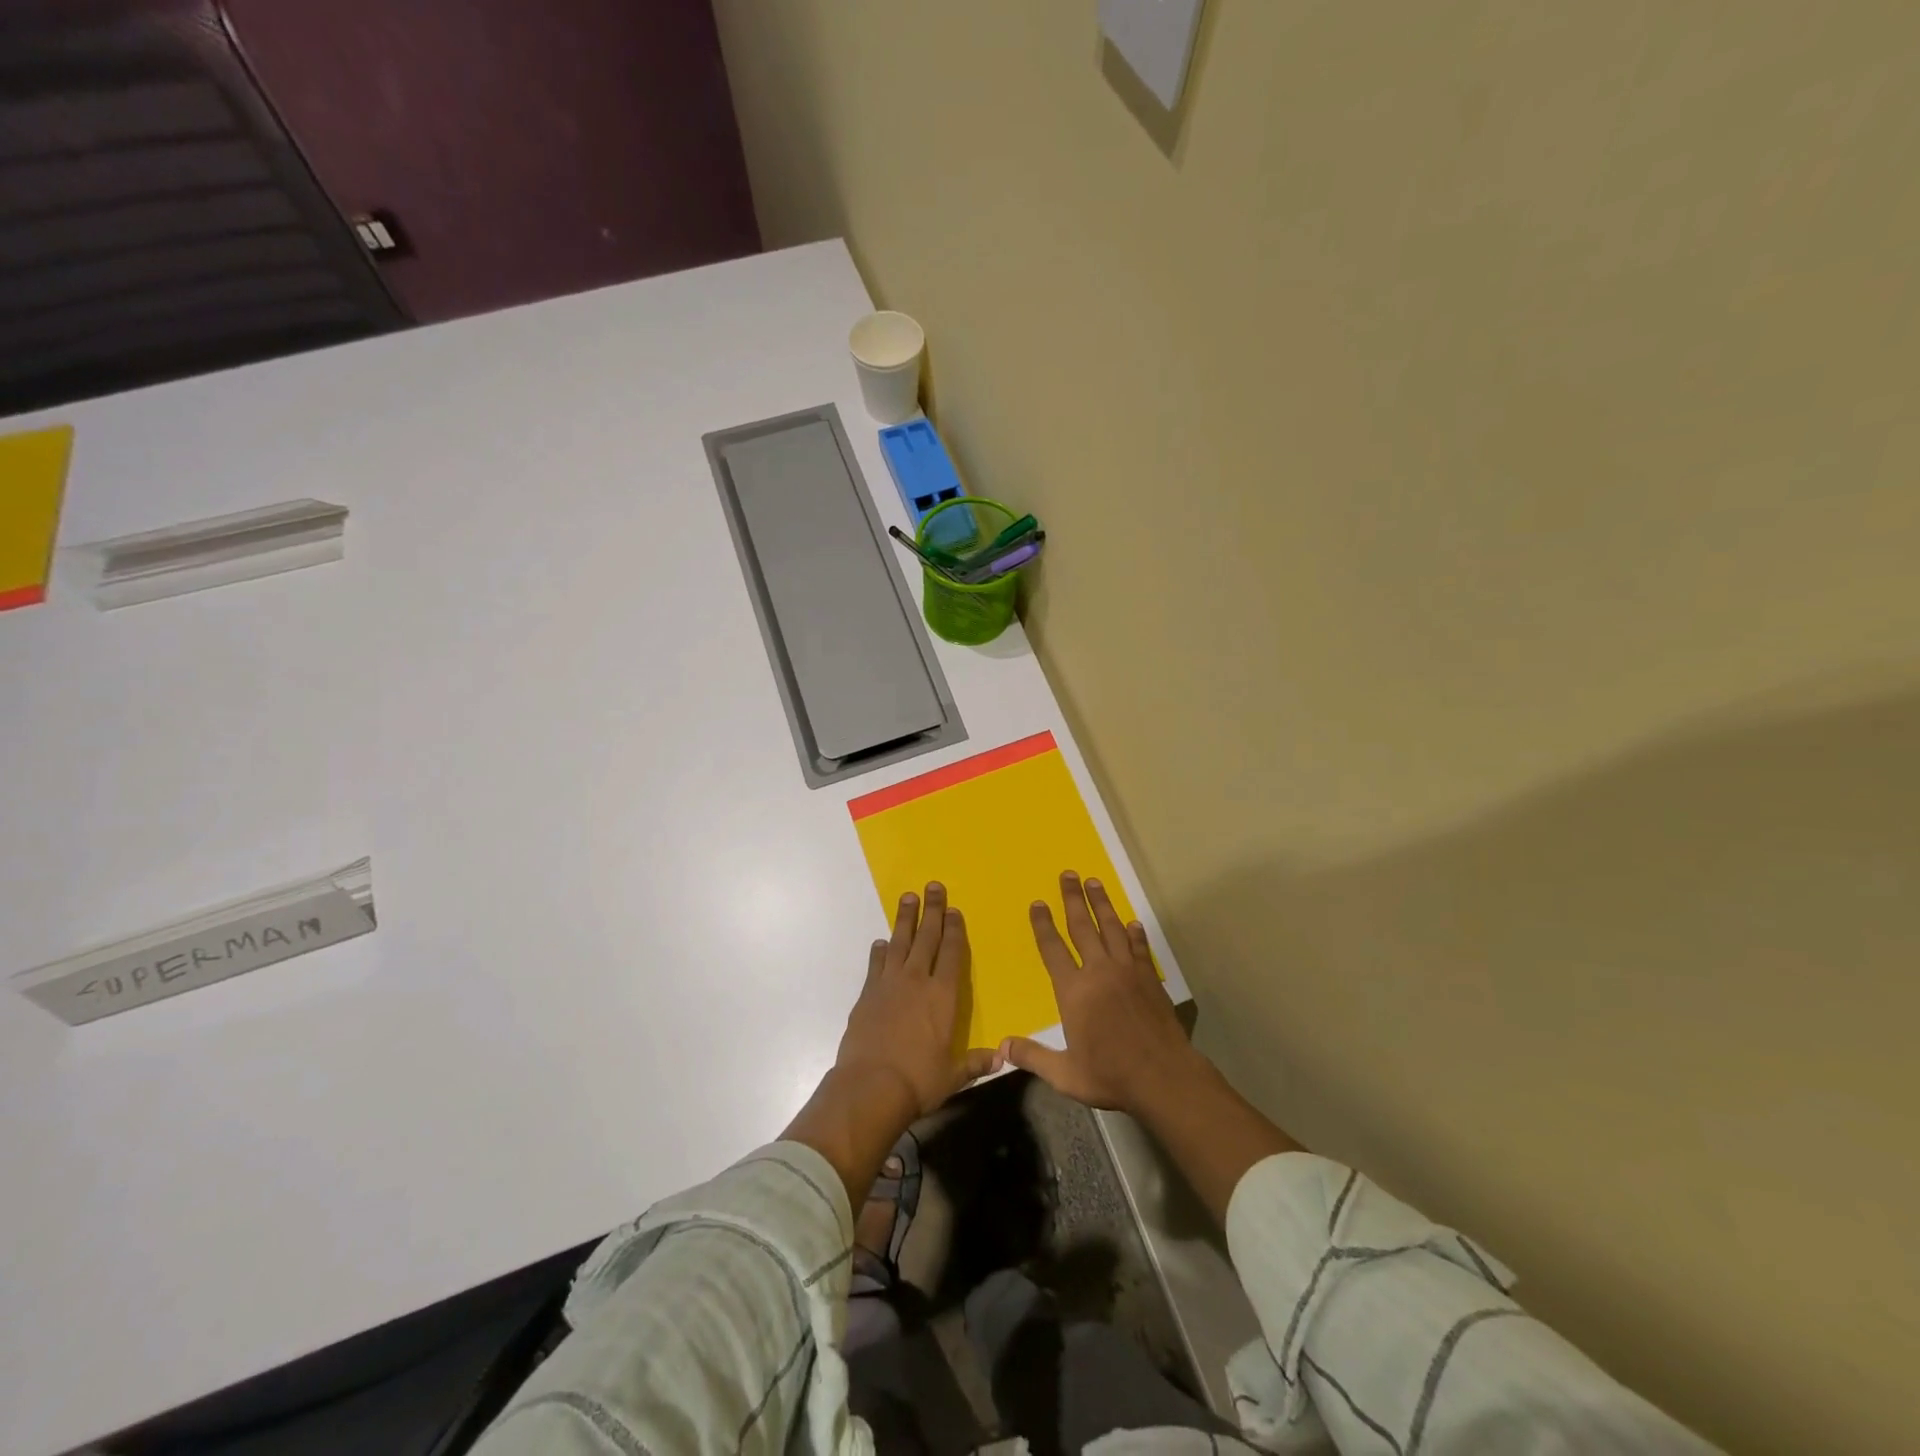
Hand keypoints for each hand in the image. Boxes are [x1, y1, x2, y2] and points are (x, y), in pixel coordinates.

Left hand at [835, 882, 998, 1118]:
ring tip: (908, 897)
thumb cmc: (919, 1080)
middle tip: (933, 886)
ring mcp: (889, 984)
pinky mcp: (867, 994)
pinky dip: (880, 951)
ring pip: (899, 942)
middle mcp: (917, 981)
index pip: (952, 953)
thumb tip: (1002, 1058)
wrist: (871, 1086)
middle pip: (927, 938)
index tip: (954, 911)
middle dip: (932, 911)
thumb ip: (976, 1062)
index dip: (955, 930)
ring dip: (905, 919)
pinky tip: (882, 942)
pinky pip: (876, 964)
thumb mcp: (954, 1075)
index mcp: (944, 995)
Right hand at [1002, 871, 1202, 1114]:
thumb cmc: (1110, 1075)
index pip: (1053, 949)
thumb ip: (1033, 1056)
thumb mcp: (1065, 1074)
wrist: (1163, 1076)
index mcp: (1074, 991)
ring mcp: (1127, 972)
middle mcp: (1099, 972)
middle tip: (1068, 874)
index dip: (1043, 925)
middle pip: (1082, 927)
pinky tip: (1132, 922)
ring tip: (1094, 882)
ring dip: (1101, 904)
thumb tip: (1001, 1046)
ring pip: (1111, 928)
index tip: (1038, 903)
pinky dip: (1134, 933)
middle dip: (1073, 899)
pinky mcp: (1148, 978)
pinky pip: (1138, 947)